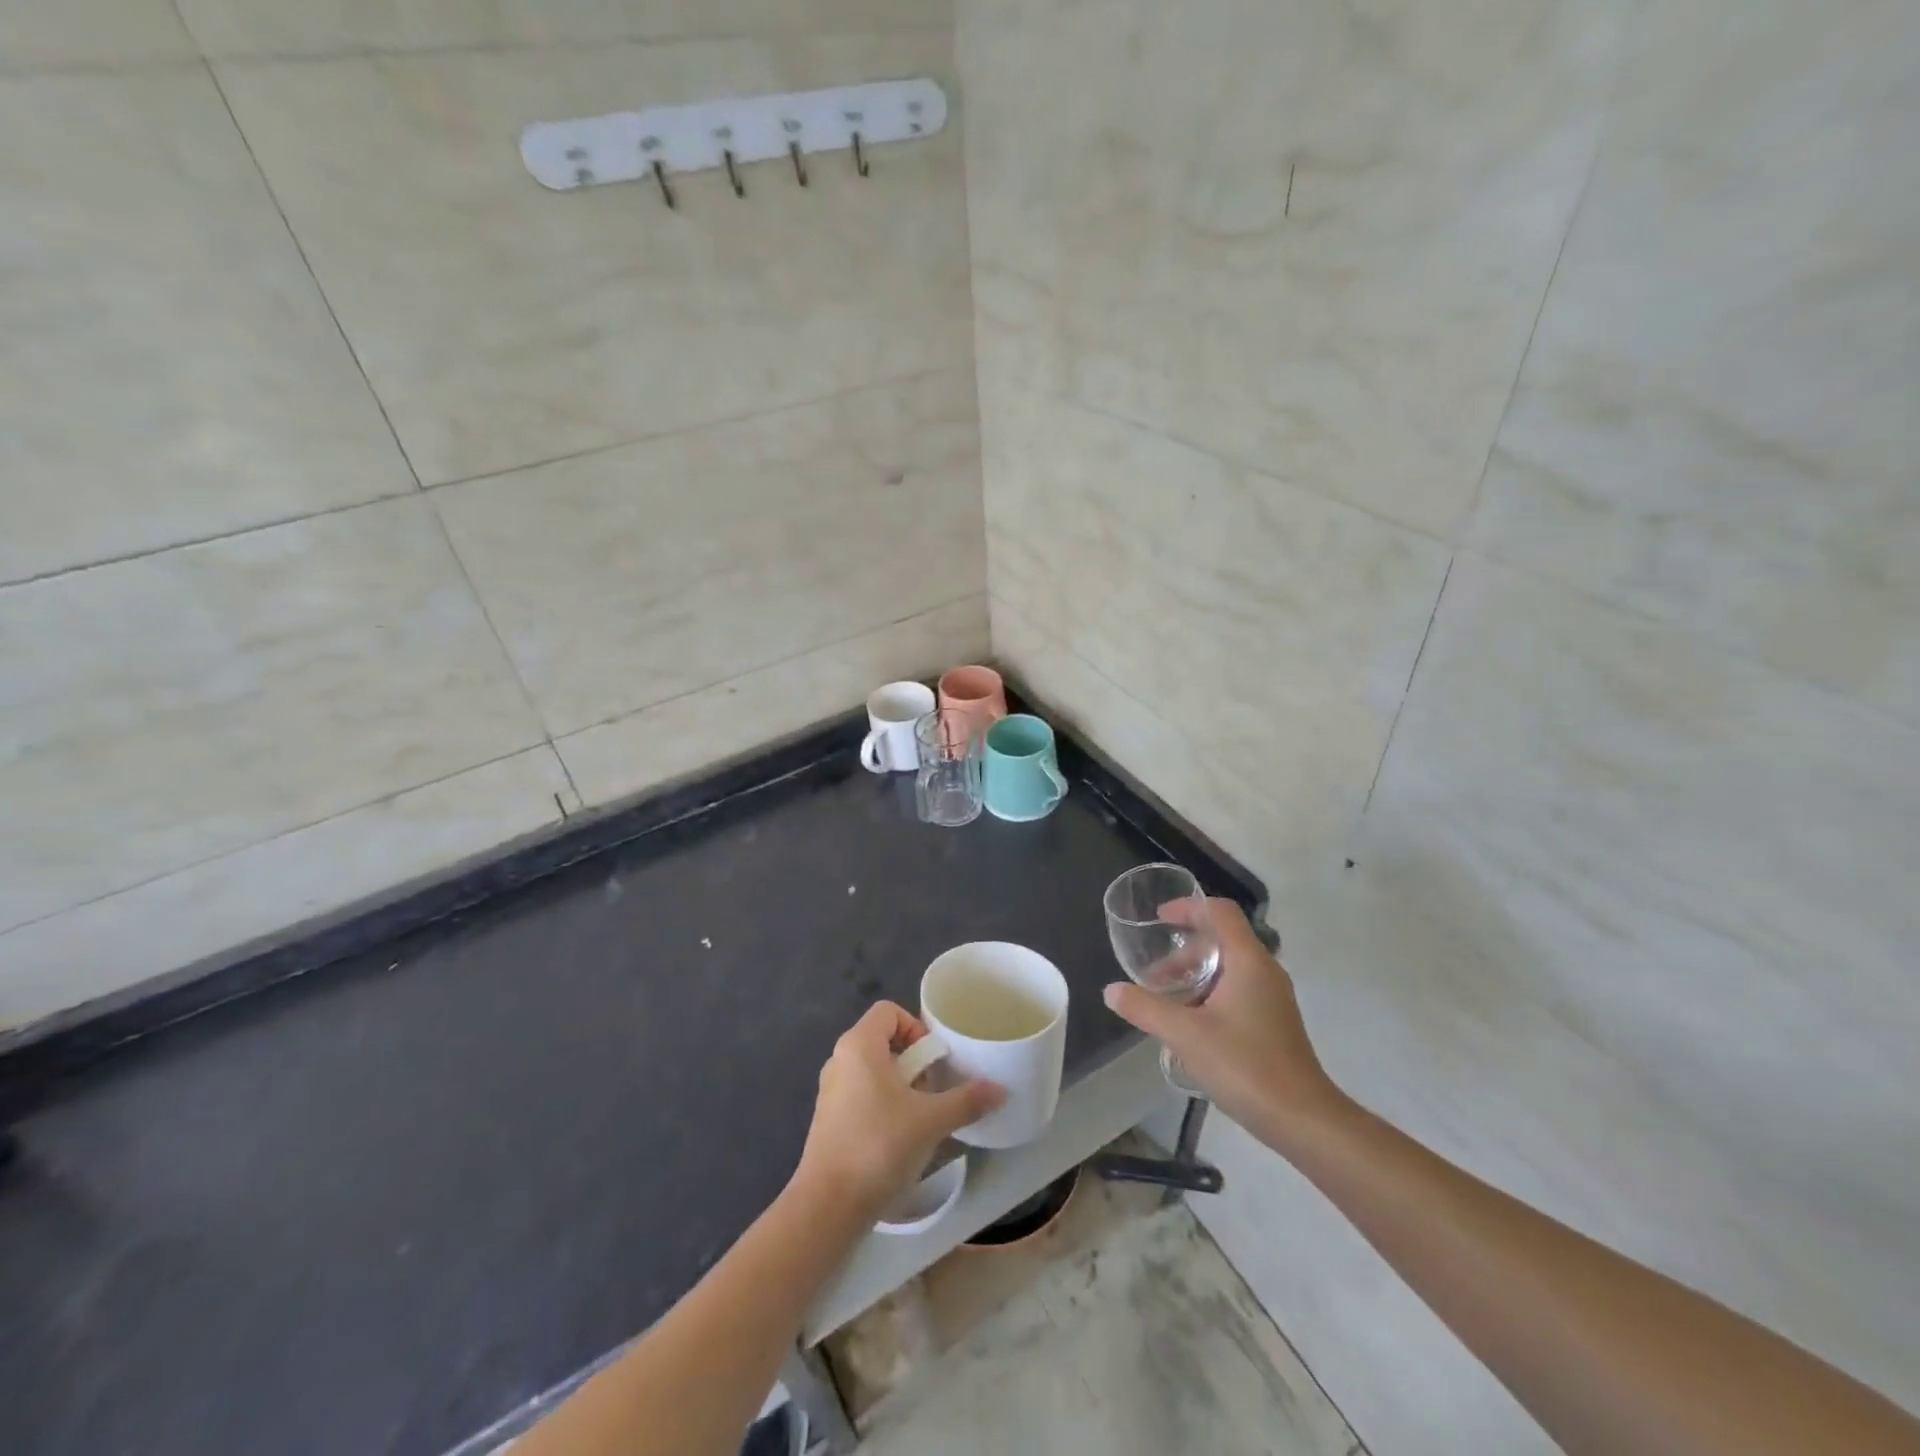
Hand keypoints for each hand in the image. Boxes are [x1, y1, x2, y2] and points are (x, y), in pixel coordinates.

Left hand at [794, 1002, 1003, 1218]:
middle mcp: (839, 1059)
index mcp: (859, 1045)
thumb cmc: (879, 1146)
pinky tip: (899, 1139)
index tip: (934, 1060)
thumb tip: (1000, 1089)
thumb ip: (966, 1100)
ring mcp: (830, 1091)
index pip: (889, 1011)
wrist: (828, 1207)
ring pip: (873, 1071)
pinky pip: (861, 1096)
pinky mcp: (828, 1120)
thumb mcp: (931, 1121)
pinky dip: (883, 1106)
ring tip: (921, 1118)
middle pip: (883, 1041)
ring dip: (901, 1086)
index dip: (916, 1027)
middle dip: (914, 1061)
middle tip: (933, 1091)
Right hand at [1104, 898, 1344, 1144]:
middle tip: (1154, 975)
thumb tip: (1111, 991)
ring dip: (1194, 974)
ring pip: (1229, 968)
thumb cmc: (1245, 1066)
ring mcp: (1273, 998)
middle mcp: (1265, 971)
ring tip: (1165, 1000)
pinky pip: (1237, 990)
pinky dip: (1209, 993)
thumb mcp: (1185, 1035)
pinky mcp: (1274, 1022)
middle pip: (1222, 939)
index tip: (1159, 919)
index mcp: (1249, 961)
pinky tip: (1190, 1024)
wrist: (1302, 1120)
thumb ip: (1145, 1008)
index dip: (1188, 907)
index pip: (1220, 912)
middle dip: (1184, 950)